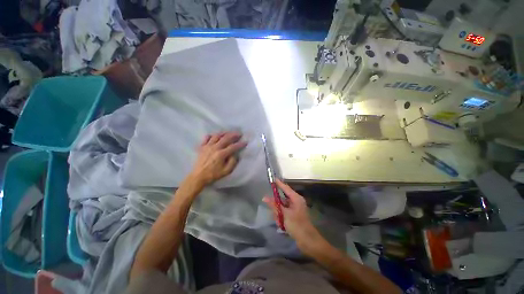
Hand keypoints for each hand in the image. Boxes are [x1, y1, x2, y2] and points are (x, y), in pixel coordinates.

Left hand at [190, 132, 246, 185]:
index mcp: (221, 154)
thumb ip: (232, 162)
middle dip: (234, 135)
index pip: (233, 147)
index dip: (240, 144)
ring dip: (224, 133)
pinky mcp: (202, 147)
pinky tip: (215, 136)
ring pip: (217, 136)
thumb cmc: (213, 174)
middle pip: (226, 138)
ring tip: (228, 133)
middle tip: (239, 133)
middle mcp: (215, 148)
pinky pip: (206, 138)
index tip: (245, 142)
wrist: (198, 176)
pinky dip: (211, 135)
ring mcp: (207, 146)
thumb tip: (235, 154)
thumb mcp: (226, 171)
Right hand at [263, 179, 322, 252]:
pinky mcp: (293, 215)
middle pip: (282, 199)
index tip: (273, 179)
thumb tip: (265, 198)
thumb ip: (274, 205)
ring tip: (279, 220)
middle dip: (277, 205)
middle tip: (274, 211)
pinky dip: (281, 217)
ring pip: (282, 206)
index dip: (279, 183)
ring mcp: (295, 209)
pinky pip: (284, 212)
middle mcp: (296, 201)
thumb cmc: (297, 225)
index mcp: (296, 198)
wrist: (307, 240)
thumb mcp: (284, 214)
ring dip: (278, 213)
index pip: (286, 188)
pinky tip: (281, 224)